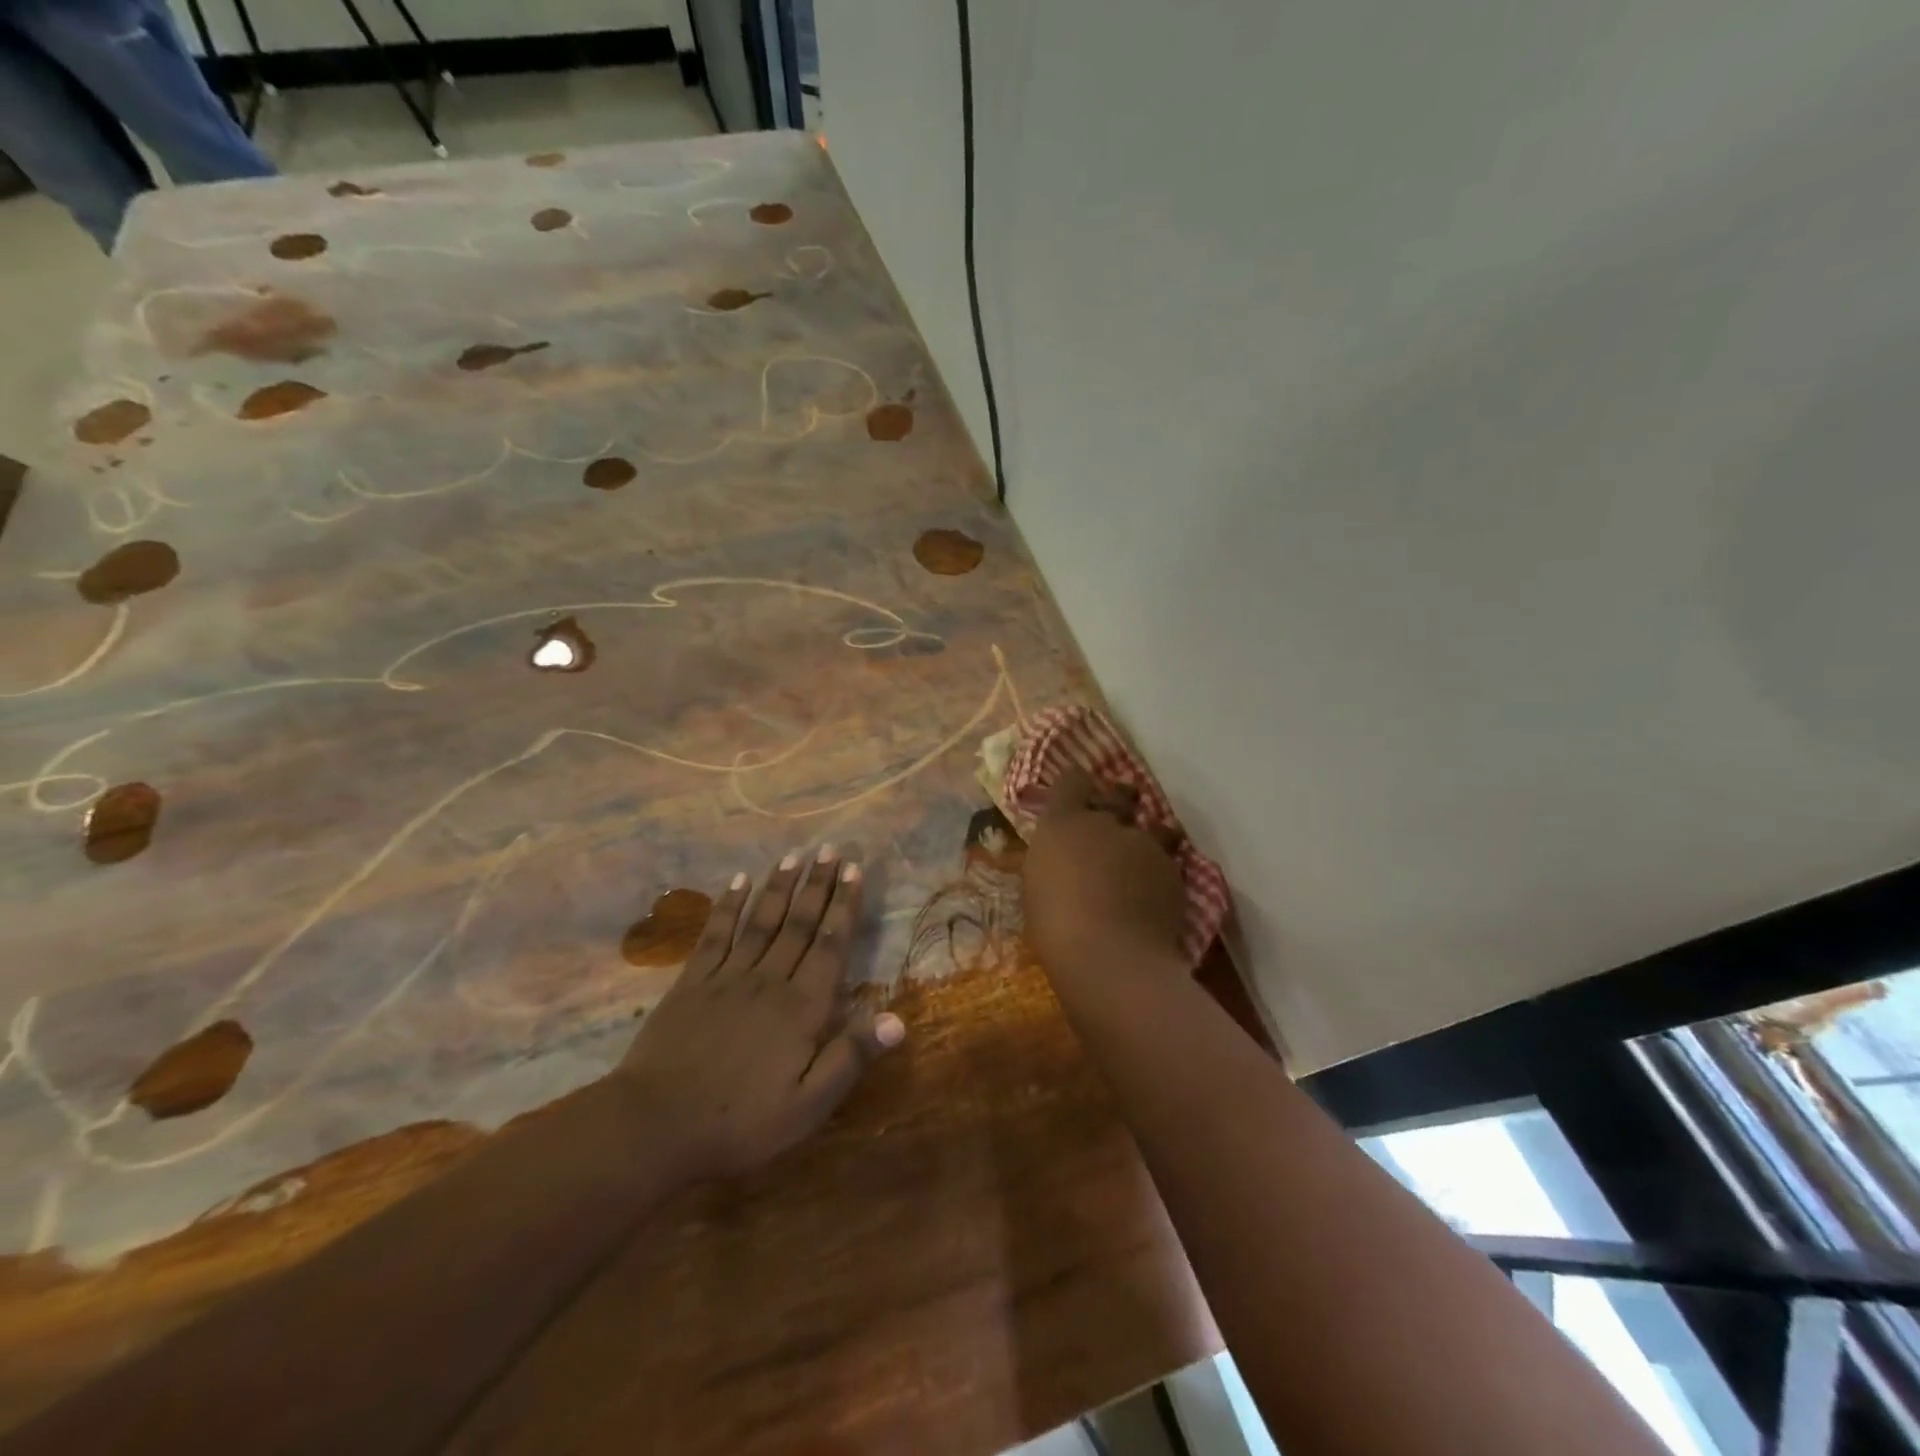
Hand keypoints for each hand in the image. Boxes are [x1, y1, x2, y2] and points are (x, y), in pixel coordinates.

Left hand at [615, 847, 904, 1181]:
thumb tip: (897, 1020)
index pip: (830, 945)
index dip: (844, 906)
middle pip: (798, 923)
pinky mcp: (691, 982)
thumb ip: (850, 1058)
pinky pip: (715, 934)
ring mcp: (727, 977)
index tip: (854, 871)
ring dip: (779, 886)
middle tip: (831, 849)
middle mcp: (768, 980)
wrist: (654, 1126)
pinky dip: (728, 905)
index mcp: (801, 1008)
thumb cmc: (739, 1122)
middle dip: (817, 884)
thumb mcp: (807, 1106)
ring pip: (760, 921)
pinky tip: (738, 881)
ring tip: (795, 855)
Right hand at [1022, 766, 1187, 977]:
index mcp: (1063, 822)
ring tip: (1143, 860)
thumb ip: (1053, 861)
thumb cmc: (1055, 925)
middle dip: (1120, 802)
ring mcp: (1144, 843)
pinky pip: (1169, 861)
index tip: (1077, 797)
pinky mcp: (1173, 870)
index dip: (1076, 786)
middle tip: (1115, 821)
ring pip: (1153, 827)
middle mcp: (1106, 822)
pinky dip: (1162, 872)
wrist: (1111, 957)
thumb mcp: (1037, 887)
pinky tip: (1155, 894)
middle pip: (1119, 794)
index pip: (1072, 780)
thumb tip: (1062, 858)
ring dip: (1149, 837)